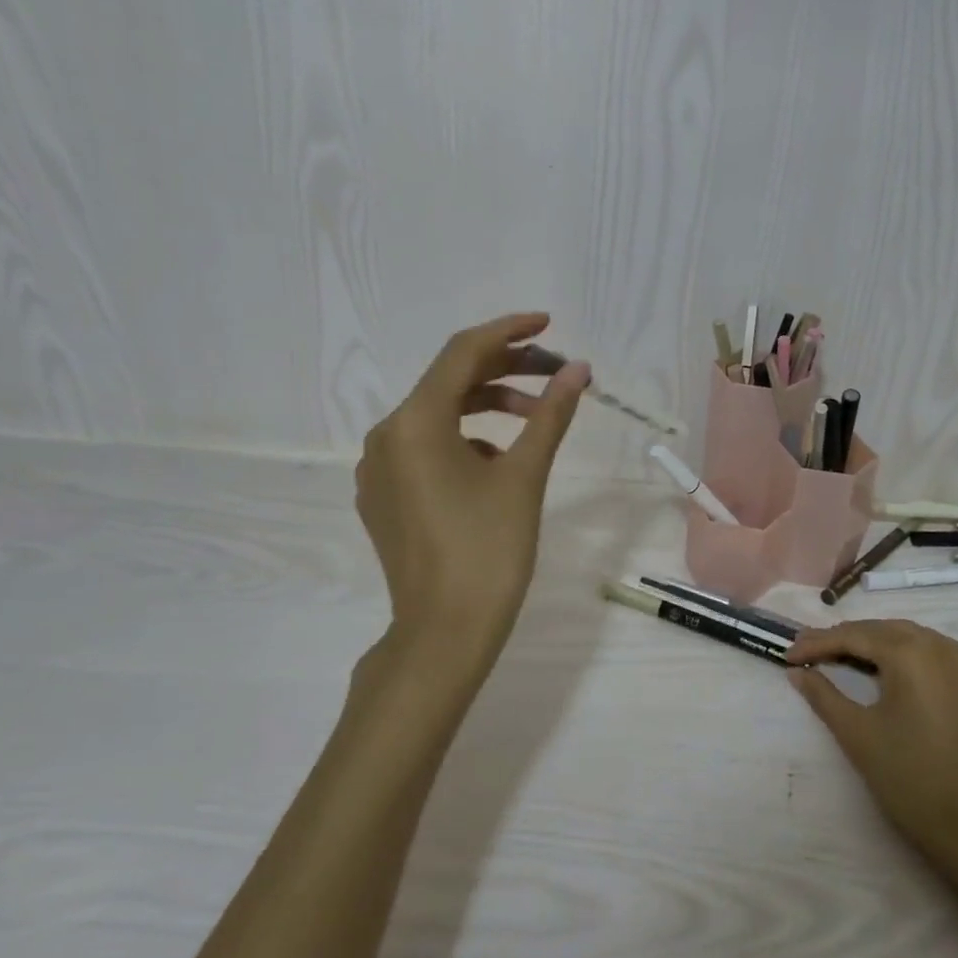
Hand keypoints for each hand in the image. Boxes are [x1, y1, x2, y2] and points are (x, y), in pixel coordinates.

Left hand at [355, 312, 589, 658]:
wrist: (444, 633)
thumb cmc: (489, 550)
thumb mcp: (525, 475)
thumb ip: (550, 414)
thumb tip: (577, 370)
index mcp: (415, 423)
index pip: (464, 353)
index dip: (510, 331)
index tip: (549, 323)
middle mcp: (386, 436)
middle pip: (450, 383)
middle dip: (506, 371)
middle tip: (556, 374)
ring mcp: (379, 469)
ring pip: (439, 417)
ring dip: (488, 408)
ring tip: (536, 421)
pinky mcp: (384, 496)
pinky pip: (426, 448)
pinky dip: (466, 440)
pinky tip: (499, 463)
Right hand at [784, 620, 957, 881]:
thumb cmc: (911, 779)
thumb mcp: (858, 735)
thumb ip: (824, 696)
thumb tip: (797, 672)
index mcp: (910, 653)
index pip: (853, 636)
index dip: (817, 644)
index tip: (787, 655)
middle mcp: (939, 647)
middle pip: (881, 630)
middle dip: (843, 639)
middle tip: (808, 652)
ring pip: (908, 638)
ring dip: (873, 643)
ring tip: (841, 658)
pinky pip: (932, 655)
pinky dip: (902, 655)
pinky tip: (887, 673)